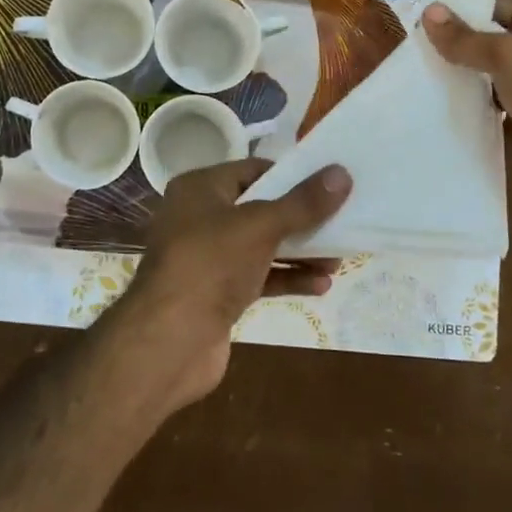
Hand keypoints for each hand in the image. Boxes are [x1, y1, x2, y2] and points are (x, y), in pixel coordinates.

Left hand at [105, 158, 350, 410]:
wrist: (170, 341)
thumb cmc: (211, 264)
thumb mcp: (261, 226)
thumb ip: (303, 203)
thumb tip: (342, 173)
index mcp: (200, 188)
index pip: (253, 170)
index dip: (291, 175)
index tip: (328, 184)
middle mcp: (200, 218)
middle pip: (261, 209)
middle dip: (301, 219)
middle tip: (341, 222)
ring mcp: (208, 258)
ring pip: (262, 245)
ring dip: (300, 252)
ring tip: (339, 259)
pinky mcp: (217, 294)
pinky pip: (259, 277)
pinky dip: (287, 278)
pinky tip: (321, 285)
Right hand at [423, 0, 511, 243]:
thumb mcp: (509, 56)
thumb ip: (467, 38)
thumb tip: (429, 11)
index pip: (500, 7)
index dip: (463, 8)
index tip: (421, 12)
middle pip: (492, 45)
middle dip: (455, 46)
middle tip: (410, 47)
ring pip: (488, 82)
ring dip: (459, 83)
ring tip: (413, 79)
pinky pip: (490, 116)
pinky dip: (468, 115)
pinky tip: (433, 113)